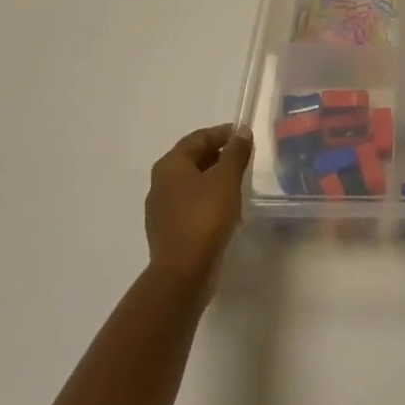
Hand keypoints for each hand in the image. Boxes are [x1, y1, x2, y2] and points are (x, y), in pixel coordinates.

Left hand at [145, 124, 252, 289]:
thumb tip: (242, 131)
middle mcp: (160, 183)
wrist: (183, 272)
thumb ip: (235, 152)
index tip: (244, 136)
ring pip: (192, 183)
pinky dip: (208, 198)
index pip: (198, 138)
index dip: (222, 133)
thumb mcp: (226, 179)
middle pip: (193, 159)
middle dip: (219, 155)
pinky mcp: (168, 229)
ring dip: (214, 178)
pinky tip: (225, 208)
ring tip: (238, 182)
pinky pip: (190, 204)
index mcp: (170, 165)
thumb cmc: (205, 217)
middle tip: (244, 158)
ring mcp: (161, 208)